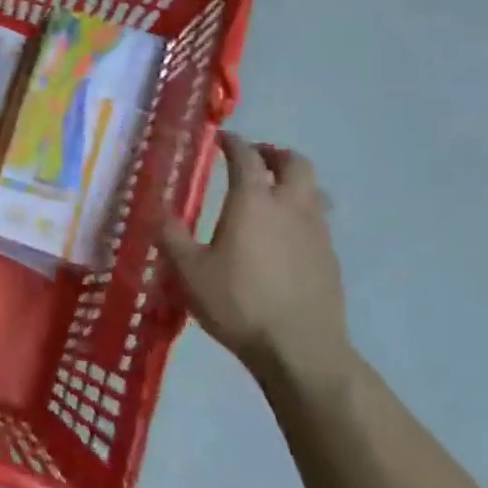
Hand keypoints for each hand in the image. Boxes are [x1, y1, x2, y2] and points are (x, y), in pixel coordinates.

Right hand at [160, 133, 350, 382]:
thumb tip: (157, 211)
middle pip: (295, 163)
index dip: (233, 143)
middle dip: (274, 154)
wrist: (299, 348)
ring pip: (313, 190)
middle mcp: (290, 207)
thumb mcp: (189, 271)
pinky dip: (302, 213)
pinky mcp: (330, 258)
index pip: (246, 157)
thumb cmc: (238, 303)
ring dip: (293, 182)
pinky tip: (285, 237)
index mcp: (253, 202)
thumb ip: (171, 237)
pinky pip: (318, 220)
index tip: (221, 139)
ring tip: (273, 193)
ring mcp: (317, 232)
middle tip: (254, 159)